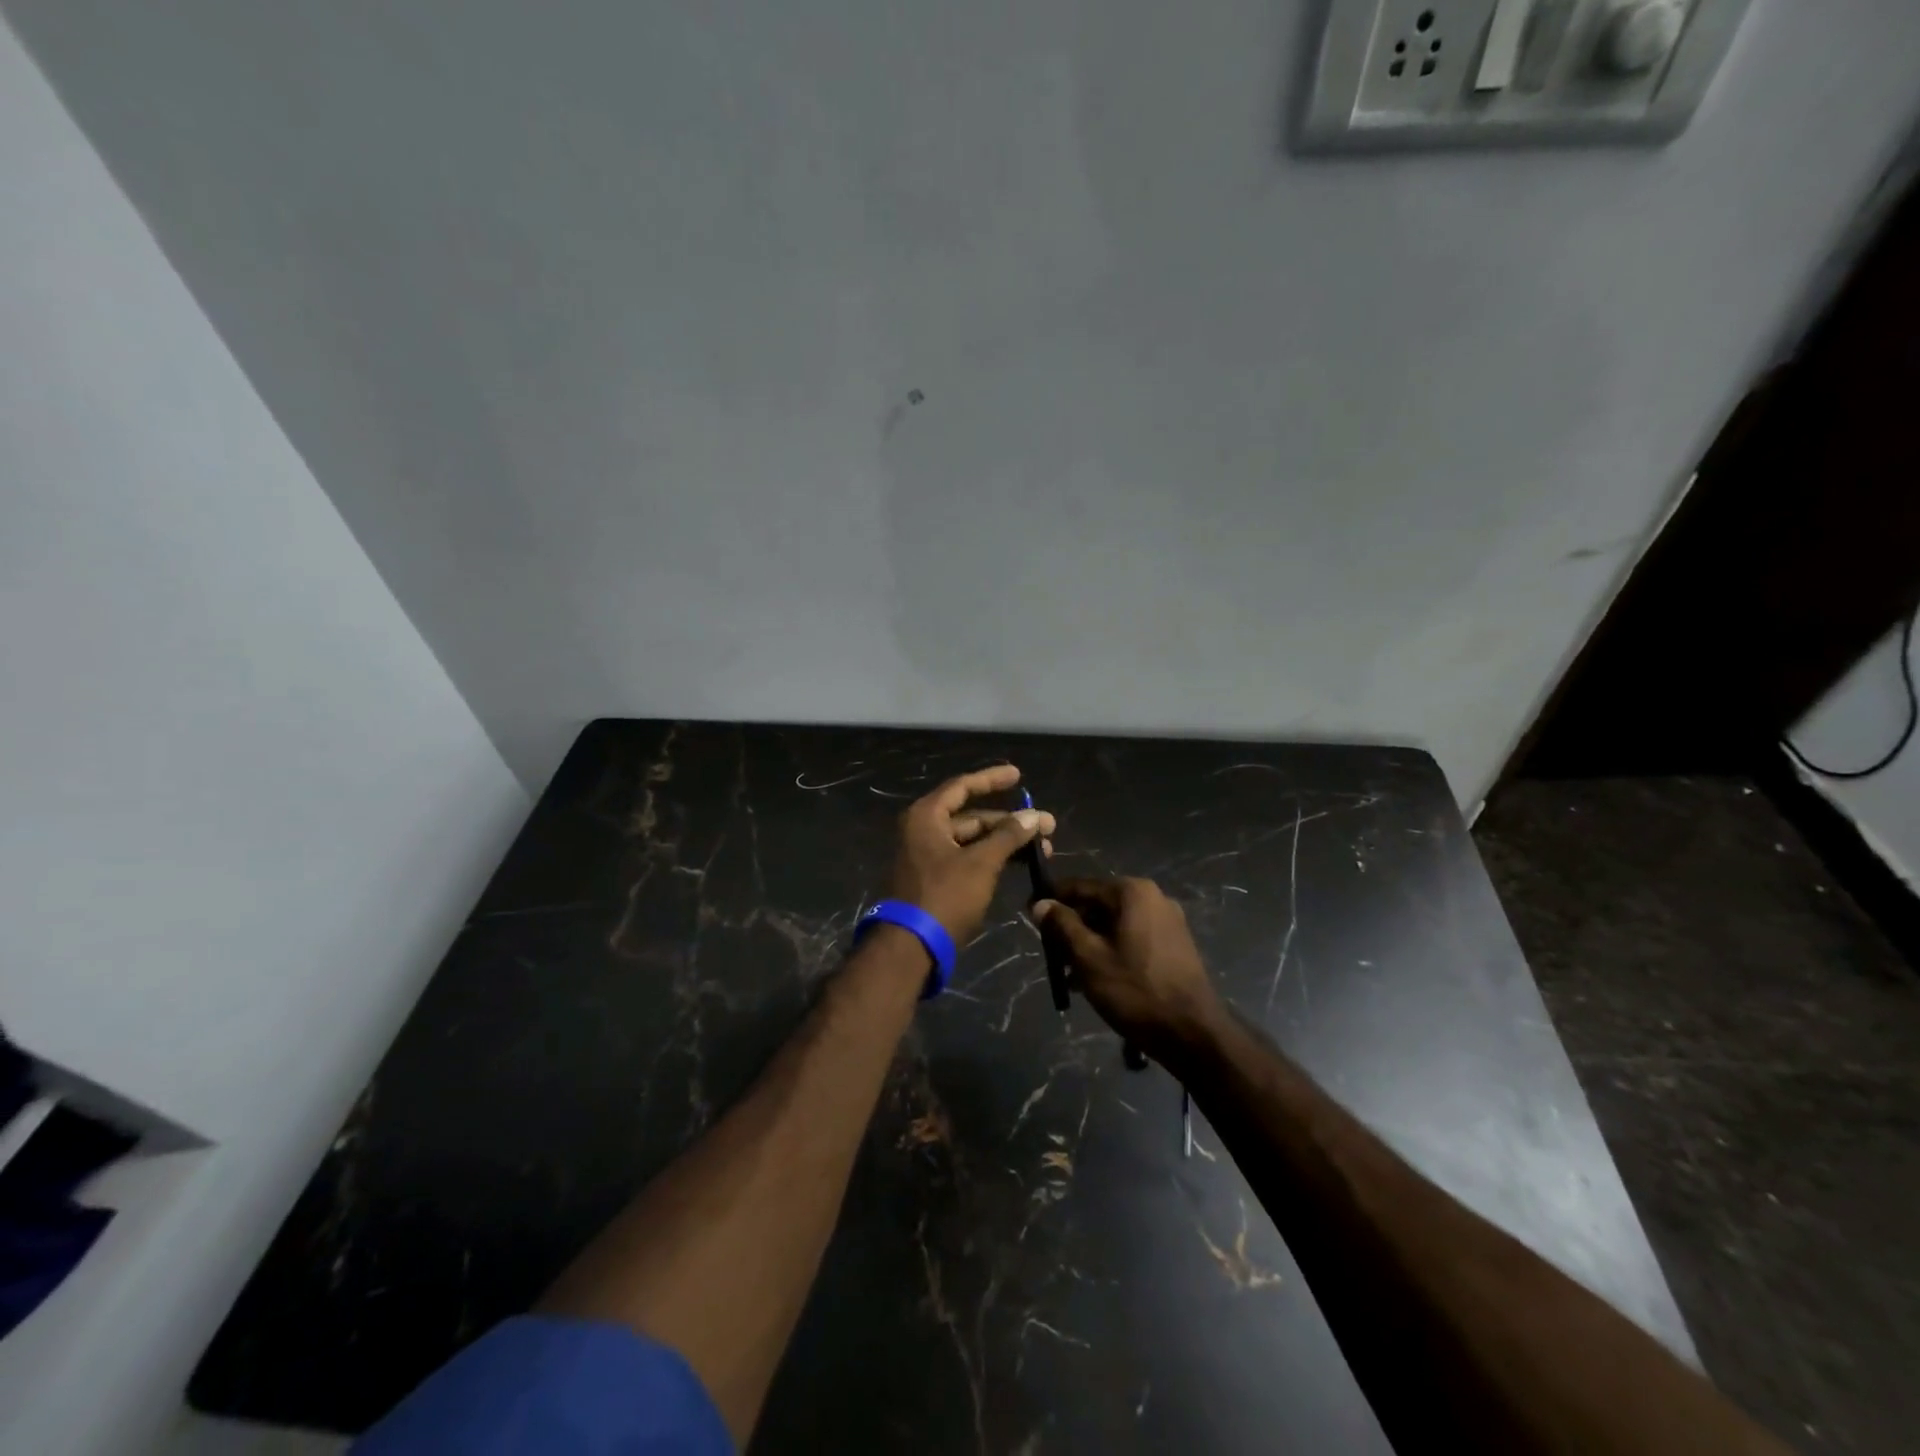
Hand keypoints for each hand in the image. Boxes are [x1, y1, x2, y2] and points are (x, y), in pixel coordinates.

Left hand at [886, 764, 1054, 945]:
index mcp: (927, 816)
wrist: (910, 947)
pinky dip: (990, 858)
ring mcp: (926, 856)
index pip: (963, 786)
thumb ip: (1008, 836)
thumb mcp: (981, 863)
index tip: (1019, 775)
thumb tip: (1033, 816)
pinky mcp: (933, 880)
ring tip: (1039, 850)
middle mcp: (923, 830)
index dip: (992, 779)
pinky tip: (1015, 865)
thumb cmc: (944, 896)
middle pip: (971, 816)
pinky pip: (966, 858)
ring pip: (971, 840)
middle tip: (1046, 828)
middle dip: (1009, 821)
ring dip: (1003, 842)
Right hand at [1033, 877, 1222, 1062]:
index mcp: (1132, 892)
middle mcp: (1152, 897)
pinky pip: (1132, 937)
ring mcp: (1167, 920)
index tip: (1028, 914)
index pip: (1080, 886)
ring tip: (1068, 974)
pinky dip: (1111, 950)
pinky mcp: (1174, 944)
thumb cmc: (1135, 991)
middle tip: (1050, 953)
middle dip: (1071, 927)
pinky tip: (1095, 979)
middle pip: (1098, 904)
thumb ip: (1062, 925)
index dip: (1051, 900)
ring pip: (1114, 923)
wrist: (1194, 1034)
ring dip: (1089, 942)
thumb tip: (1040, 903)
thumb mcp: (1088, 958)